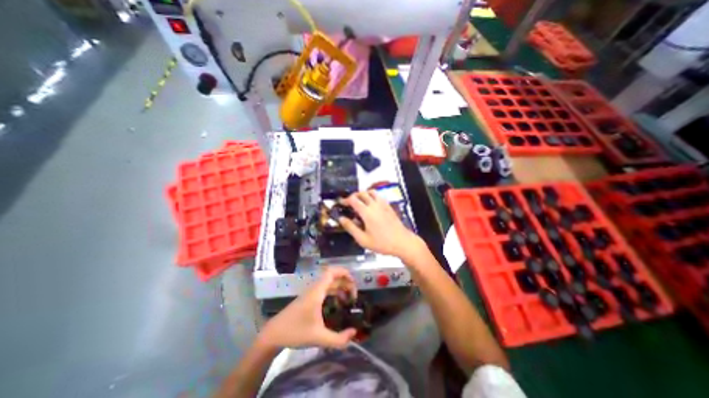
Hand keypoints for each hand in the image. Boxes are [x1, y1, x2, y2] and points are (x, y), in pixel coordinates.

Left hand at [258, 268, 357, 347]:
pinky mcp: (309, 298)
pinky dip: (334, 292)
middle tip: (354, 296)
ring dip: (340, 287)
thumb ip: (338, 339)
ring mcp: (312, 293)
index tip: (354, 283)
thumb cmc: (295, 332)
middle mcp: (315, 288)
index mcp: (317, 291)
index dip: (344, 272)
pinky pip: (325, 289)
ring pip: (329, 283)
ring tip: (349, 300)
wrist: (273, 334)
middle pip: (333, 277)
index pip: (331, 272)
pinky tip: (338, 303)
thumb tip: (354, 332)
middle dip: (346, 283)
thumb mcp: (318, 338)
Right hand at [338, 189, 424, 259]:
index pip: (353, 199)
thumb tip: (341, 219)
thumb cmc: (382, 243)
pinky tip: (371, 205)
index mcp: (367, 212)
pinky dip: (372, 196)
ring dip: (363, 194)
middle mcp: (375, 205)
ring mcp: (383, 204)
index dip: (345, 200)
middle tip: (349, 203)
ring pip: (371, 192)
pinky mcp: (389, 206)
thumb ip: (351, 228)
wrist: (402, 242)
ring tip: (360, 202)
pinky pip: (379, 196)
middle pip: (362, 193)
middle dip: (353, 195)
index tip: (341, 203)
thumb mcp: (363, 239)